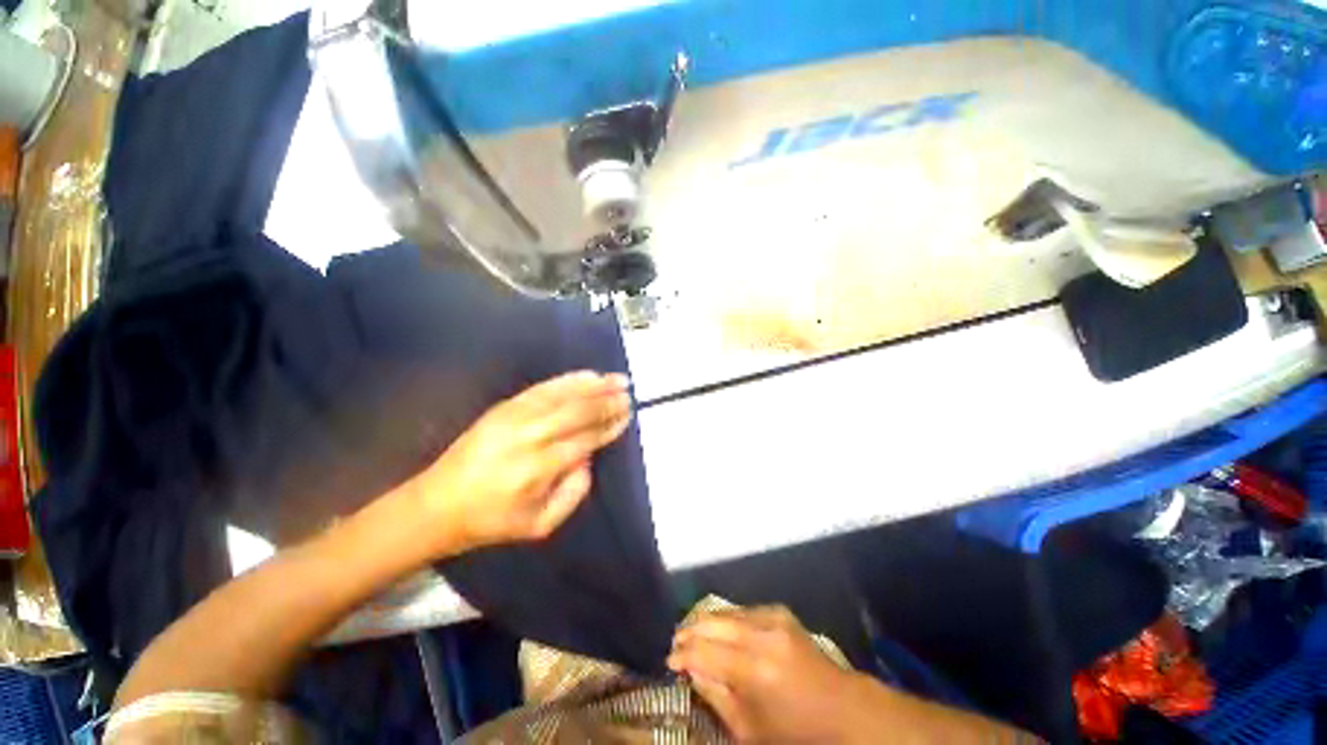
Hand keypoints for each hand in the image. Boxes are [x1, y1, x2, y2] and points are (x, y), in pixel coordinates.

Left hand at [410, 370, 632, 550]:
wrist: (437, 505)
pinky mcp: (504, 407)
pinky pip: (543, 388)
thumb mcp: (540, 525)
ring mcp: (513, 418)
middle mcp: (528, 438)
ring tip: (617, 378)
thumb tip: (588, 458)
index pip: (584, 440)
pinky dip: (568, 380)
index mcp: (537, 469)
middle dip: (606, 401)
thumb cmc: (492, 521)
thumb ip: (574, 494)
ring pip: (563, 395)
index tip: (627, 414)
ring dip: (593, 385)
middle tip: (628, 392)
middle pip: (577, 412)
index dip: (608, 425)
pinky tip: (587, 374)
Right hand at [668, 606, 862, 742]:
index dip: (682, 654)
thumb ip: (716, 695)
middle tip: (676, 642)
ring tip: (692, 633)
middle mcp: (762, 635)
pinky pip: (743, 609)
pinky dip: (727, 618)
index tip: (669, 660)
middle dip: (690, 631)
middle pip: (713, 622)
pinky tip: (721, 629)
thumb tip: (690, 669)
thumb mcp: (750, 730)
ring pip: (726, 611)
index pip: (705, 651)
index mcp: (755, 671)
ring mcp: (773, 618)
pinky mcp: (781, 611)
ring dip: (706, 621)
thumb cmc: (795, 732)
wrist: (843, 709)